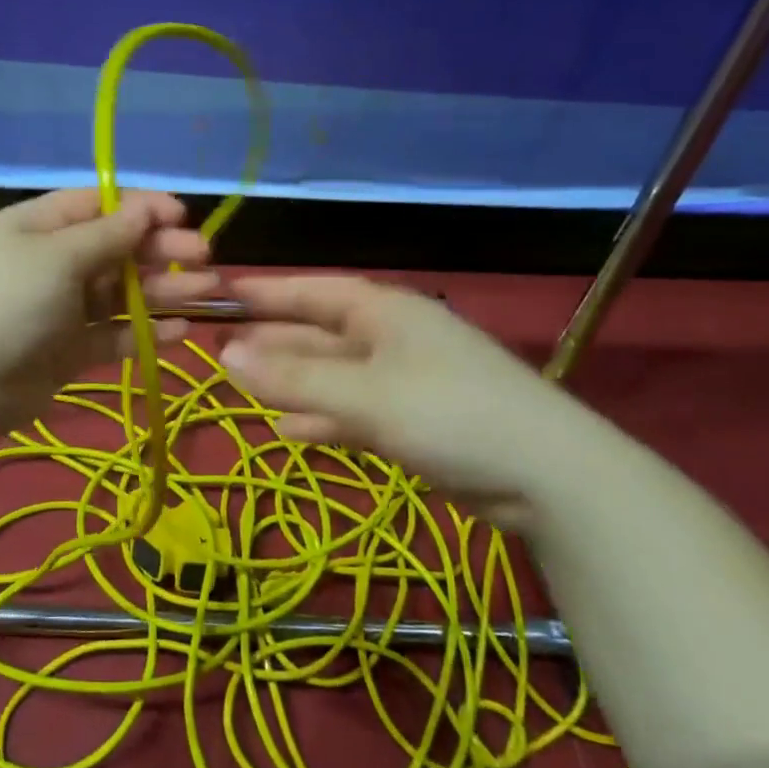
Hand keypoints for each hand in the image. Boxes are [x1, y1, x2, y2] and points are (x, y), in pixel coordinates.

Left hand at [0, 189, 216, 440]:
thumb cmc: (2, 303)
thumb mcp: (55, 258)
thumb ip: (106, 236)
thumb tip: (145, 207)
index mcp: (40, 226)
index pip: (99, 205)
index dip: (142, 207)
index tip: (184, 215)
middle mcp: (53, 262)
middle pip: (117, 248)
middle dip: (162, 250)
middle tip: (205, 258)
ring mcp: (60, 309)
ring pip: (122, 293)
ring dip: (164, 290)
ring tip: (208, 292)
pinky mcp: (68, 351)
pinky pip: (114, 335)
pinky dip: (146, 332)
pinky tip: (182, 331)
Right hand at [220, 275, 587, 526]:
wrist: (547, 477)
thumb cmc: (448, 413)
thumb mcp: (363, 395)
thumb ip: (293, 378)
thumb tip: (223, 355)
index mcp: (384, 311)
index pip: (313, 290)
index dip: (267, 292)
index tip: (222, 293)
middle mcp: (392, 337)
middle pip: (320, 332)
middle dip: (273, 342)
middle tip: (221, 350)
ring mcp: (405, 381)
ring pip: (334, 375)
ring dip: (292, 383)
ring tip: (243, 390)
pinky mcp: (415, 421)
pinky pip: (354, 411)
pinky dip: (321, 418)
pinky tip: (288, 430)